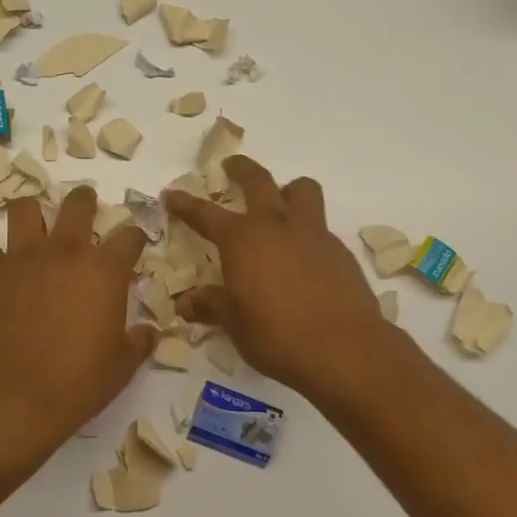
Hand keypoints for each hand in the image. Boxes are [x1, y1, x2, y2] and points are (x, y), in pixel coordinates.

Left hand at [0, 187, 158, 458]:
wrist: (8, 399)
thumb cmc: (75, 384)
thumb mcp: (121, 367)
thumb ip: (139, 342)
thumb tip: (150, 332)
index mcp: (104, 271)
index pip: (129, 236)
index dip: (135, 237)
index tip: (134, 245)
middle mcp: (64, 253)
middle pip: (78, 204)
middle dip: (85, 201)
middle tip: (86, 210)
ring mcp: (21, 259)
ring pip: (24, 209)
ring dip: (33, 214)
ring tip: (36, 227)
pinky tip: (3, 276)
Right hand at [163, 157, 400, 401]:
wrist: (344, 349)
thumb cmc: (277, 335)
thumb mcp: (235, 323)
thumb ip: (211, 305)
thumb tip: (186, 302)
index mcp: (242, 239)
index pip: (205, 214)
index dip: (185, 204)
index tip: (171, 195)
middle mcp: (276, 225)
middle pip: (258, 180)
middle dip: (241, 169)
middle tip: (231, 167)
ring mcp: (312, 233)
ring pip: (301, 190)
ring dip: (287, 190)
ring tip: (280, 203)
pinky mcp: (339, 250)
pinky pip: (320, 226)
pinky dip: (307, 230)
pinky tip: (303, 257)